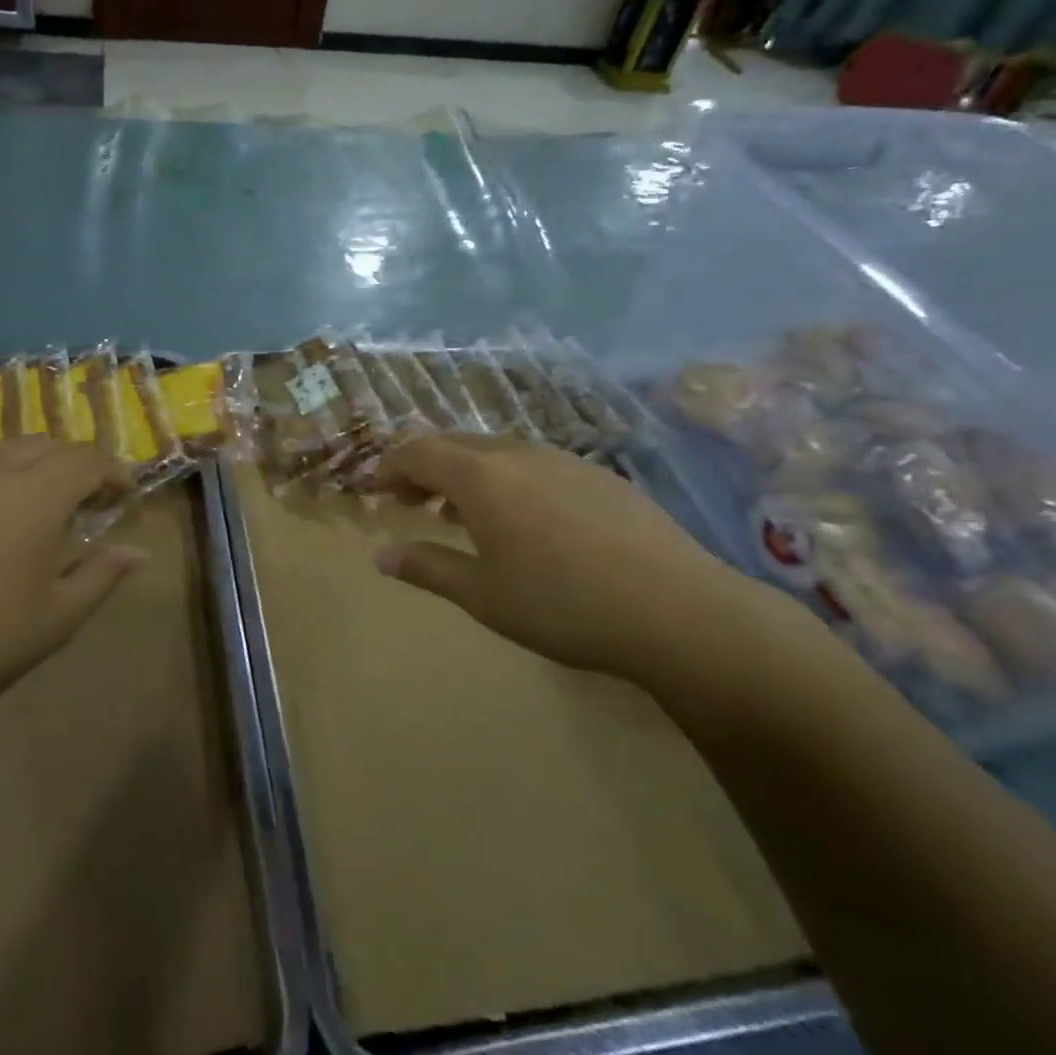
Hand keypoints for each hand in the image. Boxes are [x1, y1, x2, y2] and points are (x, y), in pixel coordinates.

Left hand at [0, 439, 143, 728]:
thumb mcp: (57, 619)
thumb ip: (103, 575)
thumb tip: (139, 552)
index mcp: (36, 494)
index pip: (88, 460)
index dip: (113, 473)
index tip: (124, 496)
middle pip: (45, 445)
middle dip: (73, 465)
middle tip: (83, 502)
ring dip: (28, 468)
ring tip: (31, 507)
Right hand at [373, 434, 793, 692]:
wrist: (678, 610)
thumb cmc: (563, 605)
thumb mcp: (483, 595)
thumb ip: (427, 567)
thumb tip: (381, 556)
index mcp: (481, 476)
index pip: (418, 451)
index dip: (391, 466)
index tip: (377, 490)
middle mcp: (517, 453)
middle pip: (455, 444)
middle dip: (425, 466)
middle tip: (412, 502)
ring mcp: (563, 459)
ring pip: (497, 451)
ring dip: (467, 473)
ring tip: (463, 513)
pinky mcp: (599, 476)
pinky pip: (535, 463)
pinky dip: (508, 479)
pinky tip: (526, 520)